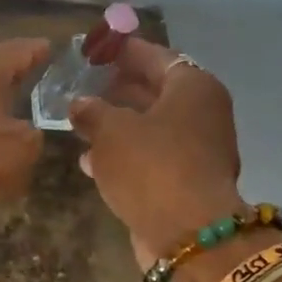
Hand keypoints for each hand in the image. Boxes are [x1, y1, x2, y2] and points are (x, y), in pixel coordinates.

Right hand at [68, 40, 244, 270]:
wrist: (188, 234)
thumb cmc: (151, 166)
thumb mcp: (110, 131)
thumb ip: (91, 111)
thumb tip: (80, 103)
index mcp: (193, 88)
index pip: (156, 56)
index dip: (124, 51)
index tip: (98, 48)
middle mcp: (202, 114)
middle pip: (155, 92)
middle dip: (119, 90)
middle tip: (86, 85)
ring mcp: (197, 150)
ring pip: (151, 128)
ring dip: (117, 126)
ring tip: (81, 124)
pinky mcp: (185, 182)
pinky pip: (151, 157)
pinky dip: (125, 155)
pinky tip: (92, 162)